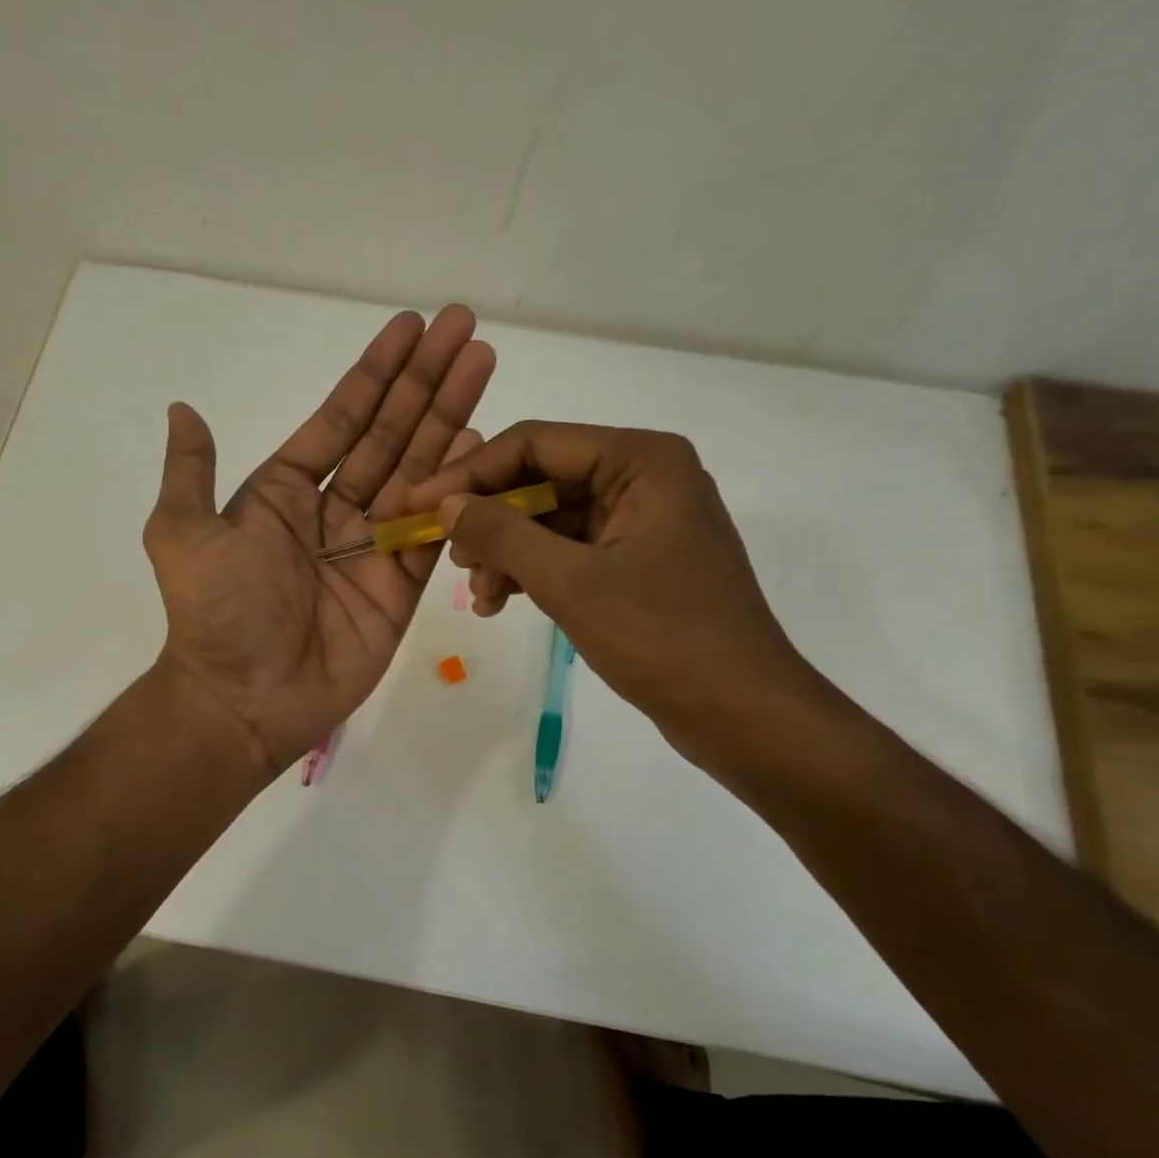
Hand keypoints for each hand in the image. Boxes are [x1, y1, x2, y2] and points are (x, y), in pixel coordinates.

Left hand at [143, 306, 493, 777]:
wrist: (244, 700)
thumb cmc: (216, 614)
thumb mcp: (182, 533)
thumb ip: (190, 472)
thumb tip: (182, 407)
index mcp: (283, 493)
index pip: (340, 420)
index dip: (375, 374)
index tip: (411, 326)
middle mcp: (331, 512)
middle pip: (389, 436)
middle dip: (425, 382)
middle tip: (465, 328)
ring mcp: (370, 549)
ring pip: (419, 474)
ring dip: (450, 420)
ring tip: (483, 367)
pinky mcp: (399, 589)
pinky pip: (434, 534)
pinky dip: (458, 493)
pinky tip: (482, 445)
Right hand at [407, 421, 831, 769]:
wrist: (741, 712)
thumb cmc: (662, 638)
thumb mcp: (571, 582)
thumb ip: (503, 534)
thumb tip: (447, 504)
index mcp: (641, 461)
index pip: (535, 444)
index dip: (470, 474)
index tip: (418, 505)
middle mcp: (644, 478)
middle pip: (541, 480)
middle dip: (489, 519)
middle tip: (449, 558)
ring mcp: (641, 522)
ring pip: (550, 520)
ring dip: (506, 552)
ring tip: (477, 594)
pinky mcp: (637, 563)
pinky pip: (569, 552)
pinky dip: (531, 573)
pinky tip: (497, 603)